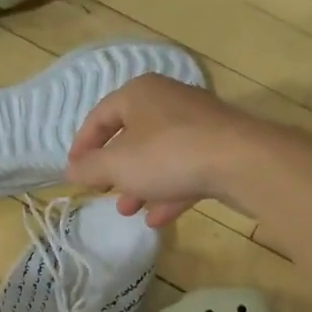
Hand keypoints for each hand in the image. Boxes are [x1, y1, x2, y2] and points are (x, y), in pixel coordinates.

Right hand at [64, 75, 271, 226]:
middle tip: (102, 190)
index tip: (74, 172)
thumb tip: (70, 170)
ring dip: (140, 184)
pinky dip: (169, 191)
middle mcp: (168, 100)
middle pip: (131, 134)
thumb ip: (89, 168)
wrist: (242, 161)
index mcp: (139, 93)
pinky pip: (185, 168)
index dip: (82, 145)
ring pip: (159, 154)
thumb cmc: (167, 154)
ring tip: (127, 210)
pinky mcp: (220, 147)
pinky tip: (158, 219)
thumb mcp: (117, 165)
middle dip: (114, 169)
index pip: (99, 115)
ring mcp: (197, 123)